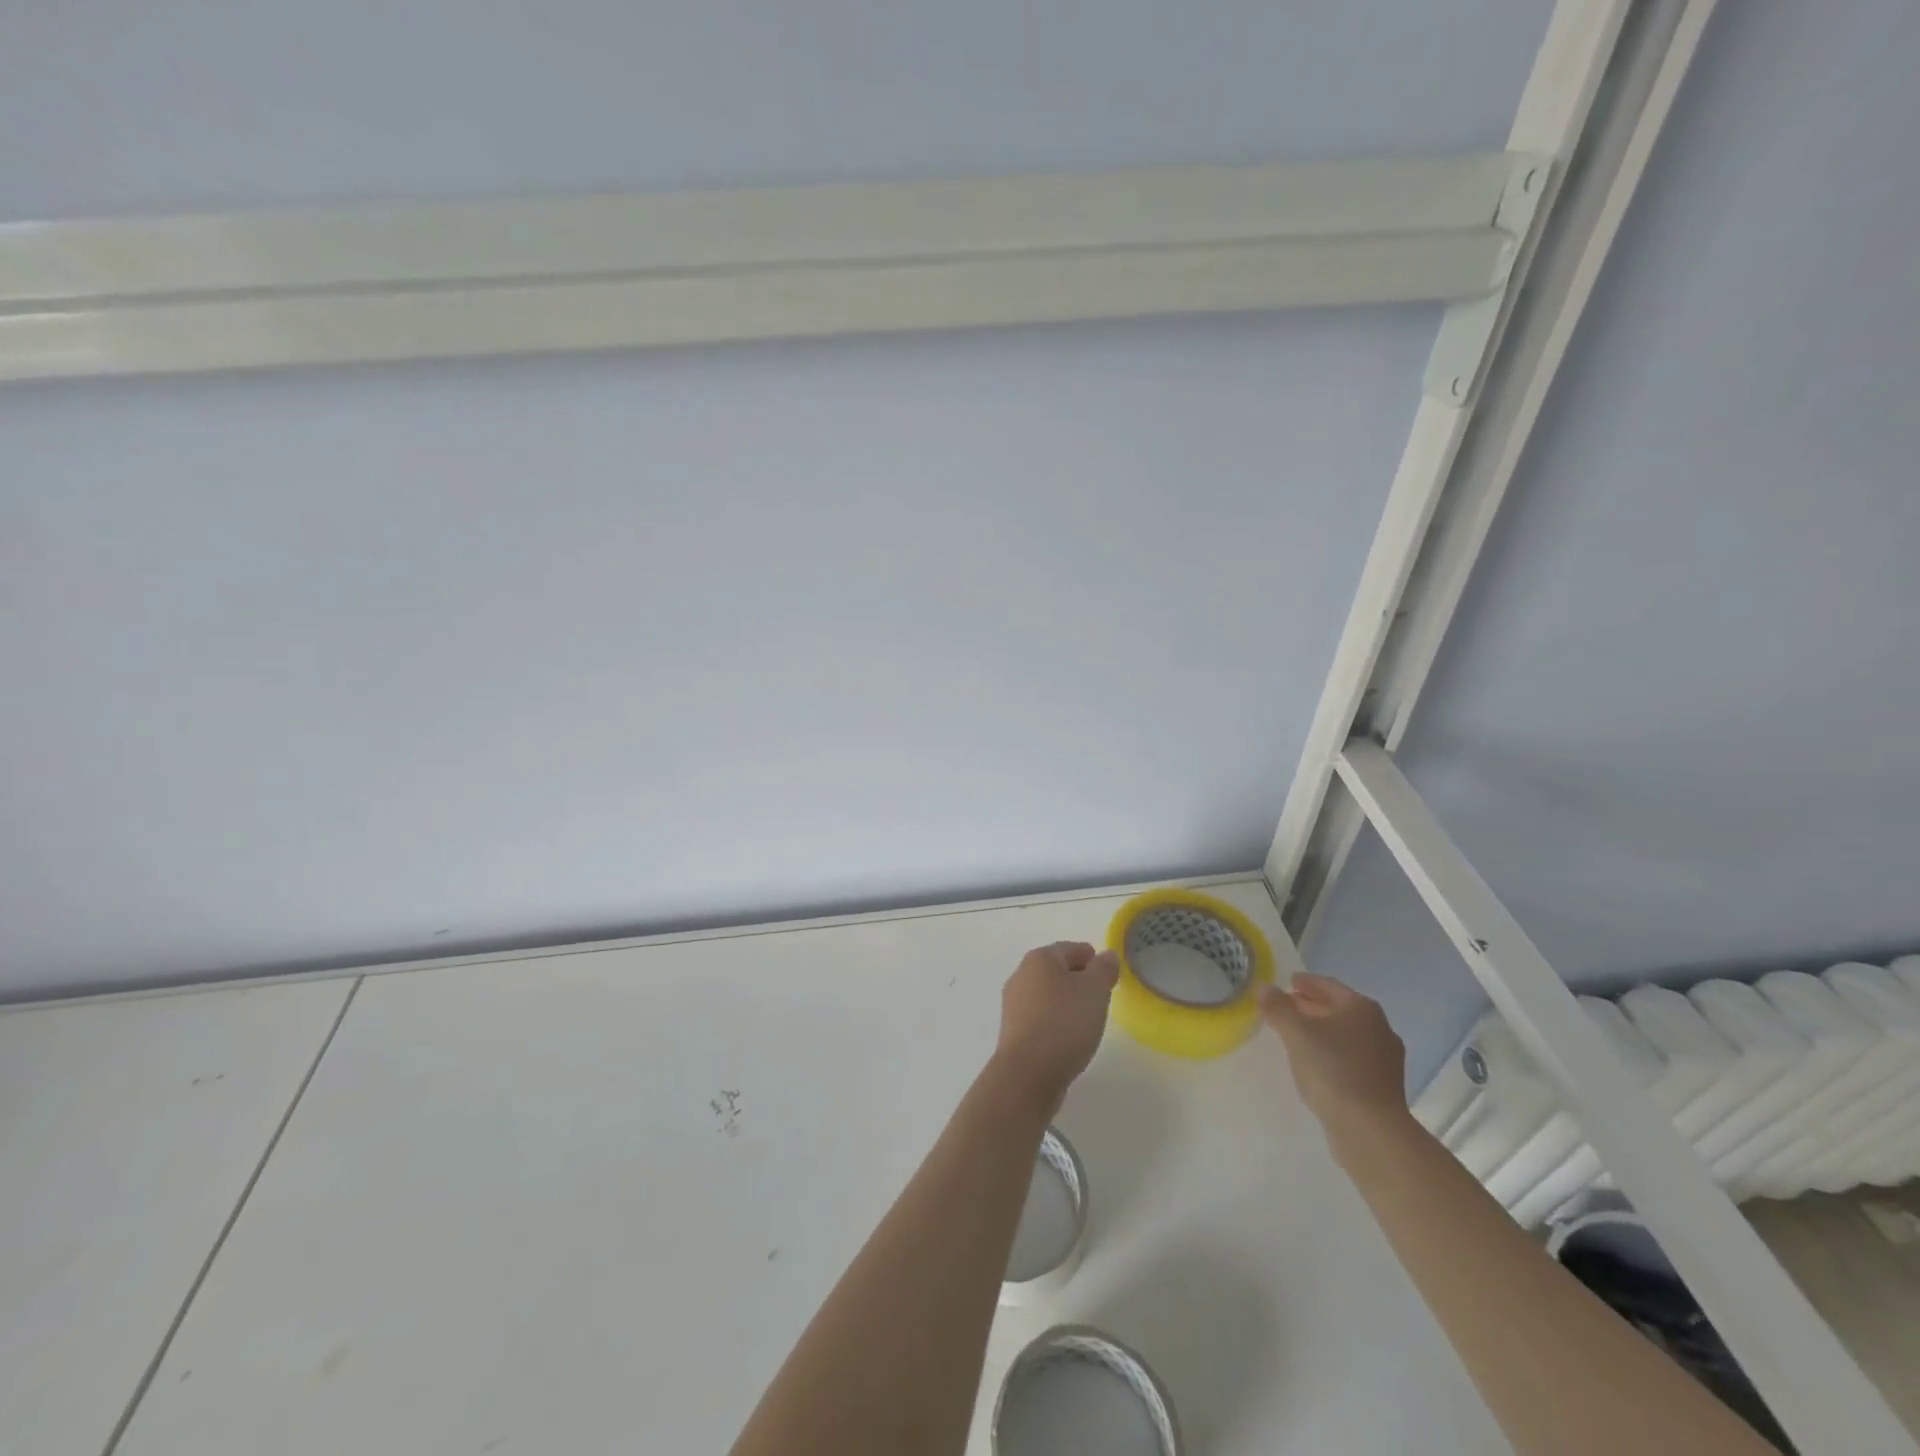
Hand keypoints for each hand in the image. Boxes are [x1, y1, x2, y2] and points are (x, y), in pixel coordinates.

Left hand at [991, 941, 1119, 1114]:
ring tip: (1089, 1019)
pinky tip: (1069, 1037)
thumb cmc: (1064, 1023)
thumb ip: (1103, 969)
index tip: (1109, 973)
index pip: (1071, 949)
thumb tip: (1106, 955)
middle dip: (1079, 979)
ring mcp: (1014, 1005)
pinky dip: (1056, 1021)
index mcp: (1039, 959)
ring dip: (1067, 1002)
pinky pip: (1041, 1018)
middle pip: (1056, 970)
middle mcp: (1021, 976)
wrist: (1028, 1073)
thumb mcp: (1095, 990)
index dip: (1092, 958)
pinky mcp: (1014, 1032)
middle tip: (1102, 996)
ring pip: (1047, 995)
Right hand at [1260, 972, 1408, 1132]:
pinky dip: (1333, 1053)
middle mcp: (1379, 1028)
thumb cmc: (1332, 1070)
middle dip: (1312, 1006)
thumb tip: (1265, 988)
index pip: (1328, 985)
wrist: (1370, 1130)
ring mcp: (1385, 1059)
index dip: (1306, 982)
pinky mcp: (1384, 1086)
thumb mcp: (1296, 1033)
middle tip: (1287, 1006)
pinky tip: (1316, 1063)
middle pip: (1339, 1009)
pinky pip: (1352, 1058)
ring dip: (1322, 1031)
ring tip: (1296, 1035)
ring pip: (1346, 1034)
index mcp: (1361, 1008)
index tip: (1287, 982)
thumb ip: (1278, 1007)